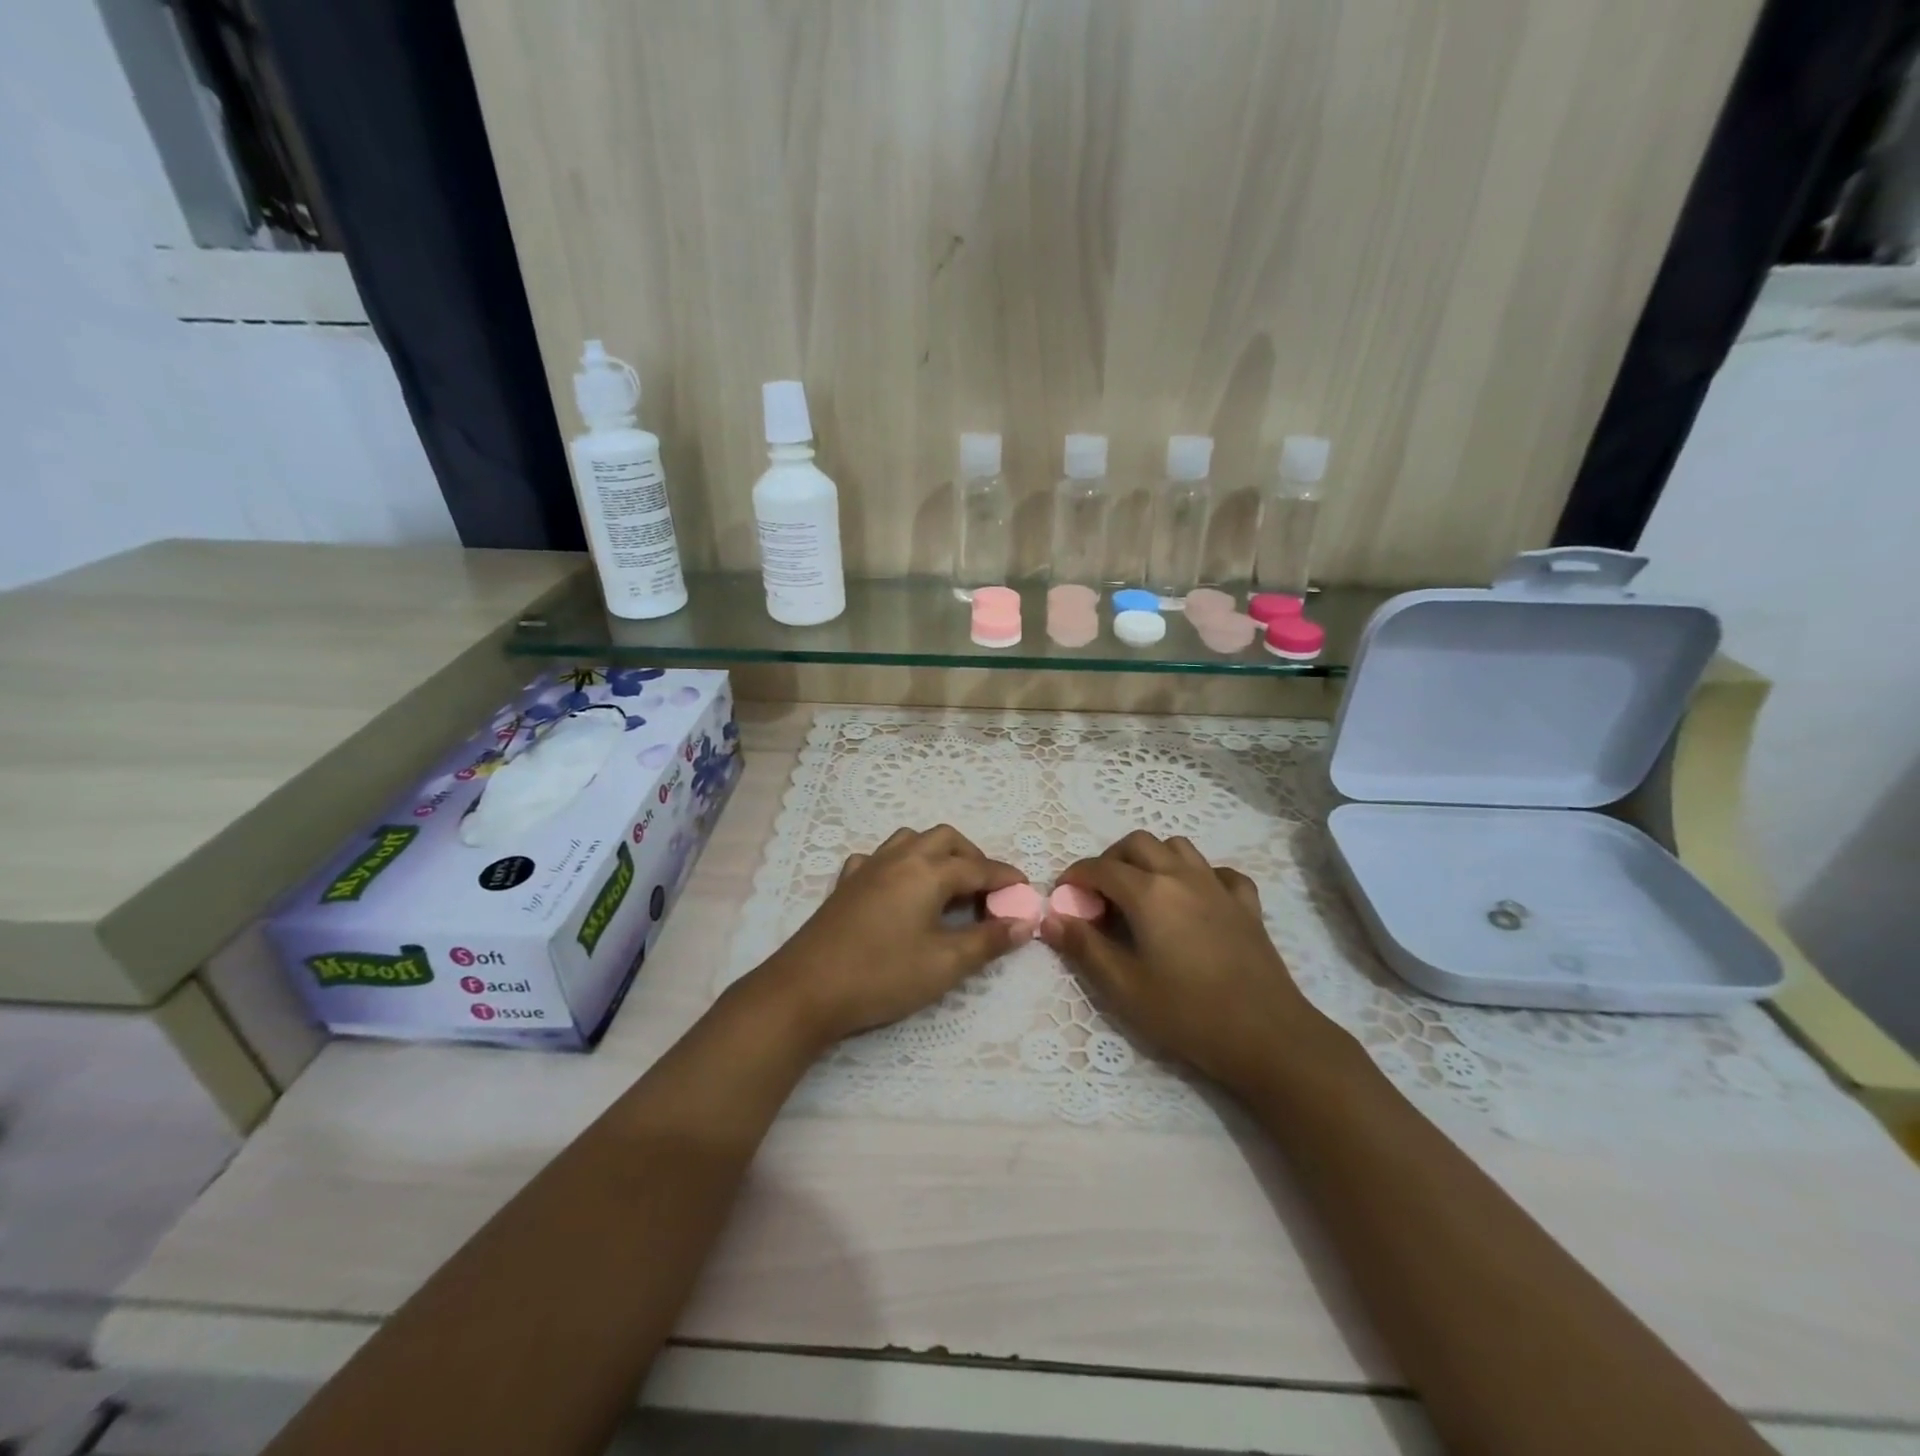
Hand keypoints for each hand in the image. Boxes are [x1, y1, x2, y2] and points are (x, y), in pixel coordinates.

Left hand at [758, 825, 1029, 1046]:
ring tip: (948, 885)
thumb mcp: (944, 965)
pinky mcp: (845, 884)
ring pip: (910, 841)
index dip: (1005, 878)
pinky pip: (878, 858)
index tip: (1025, 891)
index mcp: (927, 872)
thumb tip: (1023, 924)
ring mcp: (867, 867)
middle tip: (987, 890)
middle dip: (973, 857)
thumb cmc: (881, 976)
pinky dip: (899, 865)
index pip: (978, 868)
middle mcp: (899, 858)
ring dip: (936, 853)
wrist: (805, 989)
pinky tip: (898, 889)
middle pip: (945, 840)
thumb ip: (987, 941)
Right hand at [1041, 831, 1340, 1091]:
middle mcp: (1182, 876)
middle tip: (1100, 893)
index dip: (1076, 876)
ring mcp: (1218, 887)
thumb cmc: (1186, 1013)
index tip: (1064, 895)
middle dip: (1111, 859)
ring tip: (1142, 890)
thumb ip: (1083, 947)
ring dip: (1152, 858)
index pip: (1101, 868)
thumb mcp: (1123, 987)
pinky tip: (1195, 900)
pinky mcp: (1246, 904)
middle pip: (1138, 843)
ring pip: (1178, 847)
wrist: (1266, 1036)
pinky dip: (1199, 875)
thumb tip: (1050, 919)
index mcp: (1148, 893)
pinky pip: (1219, 872)